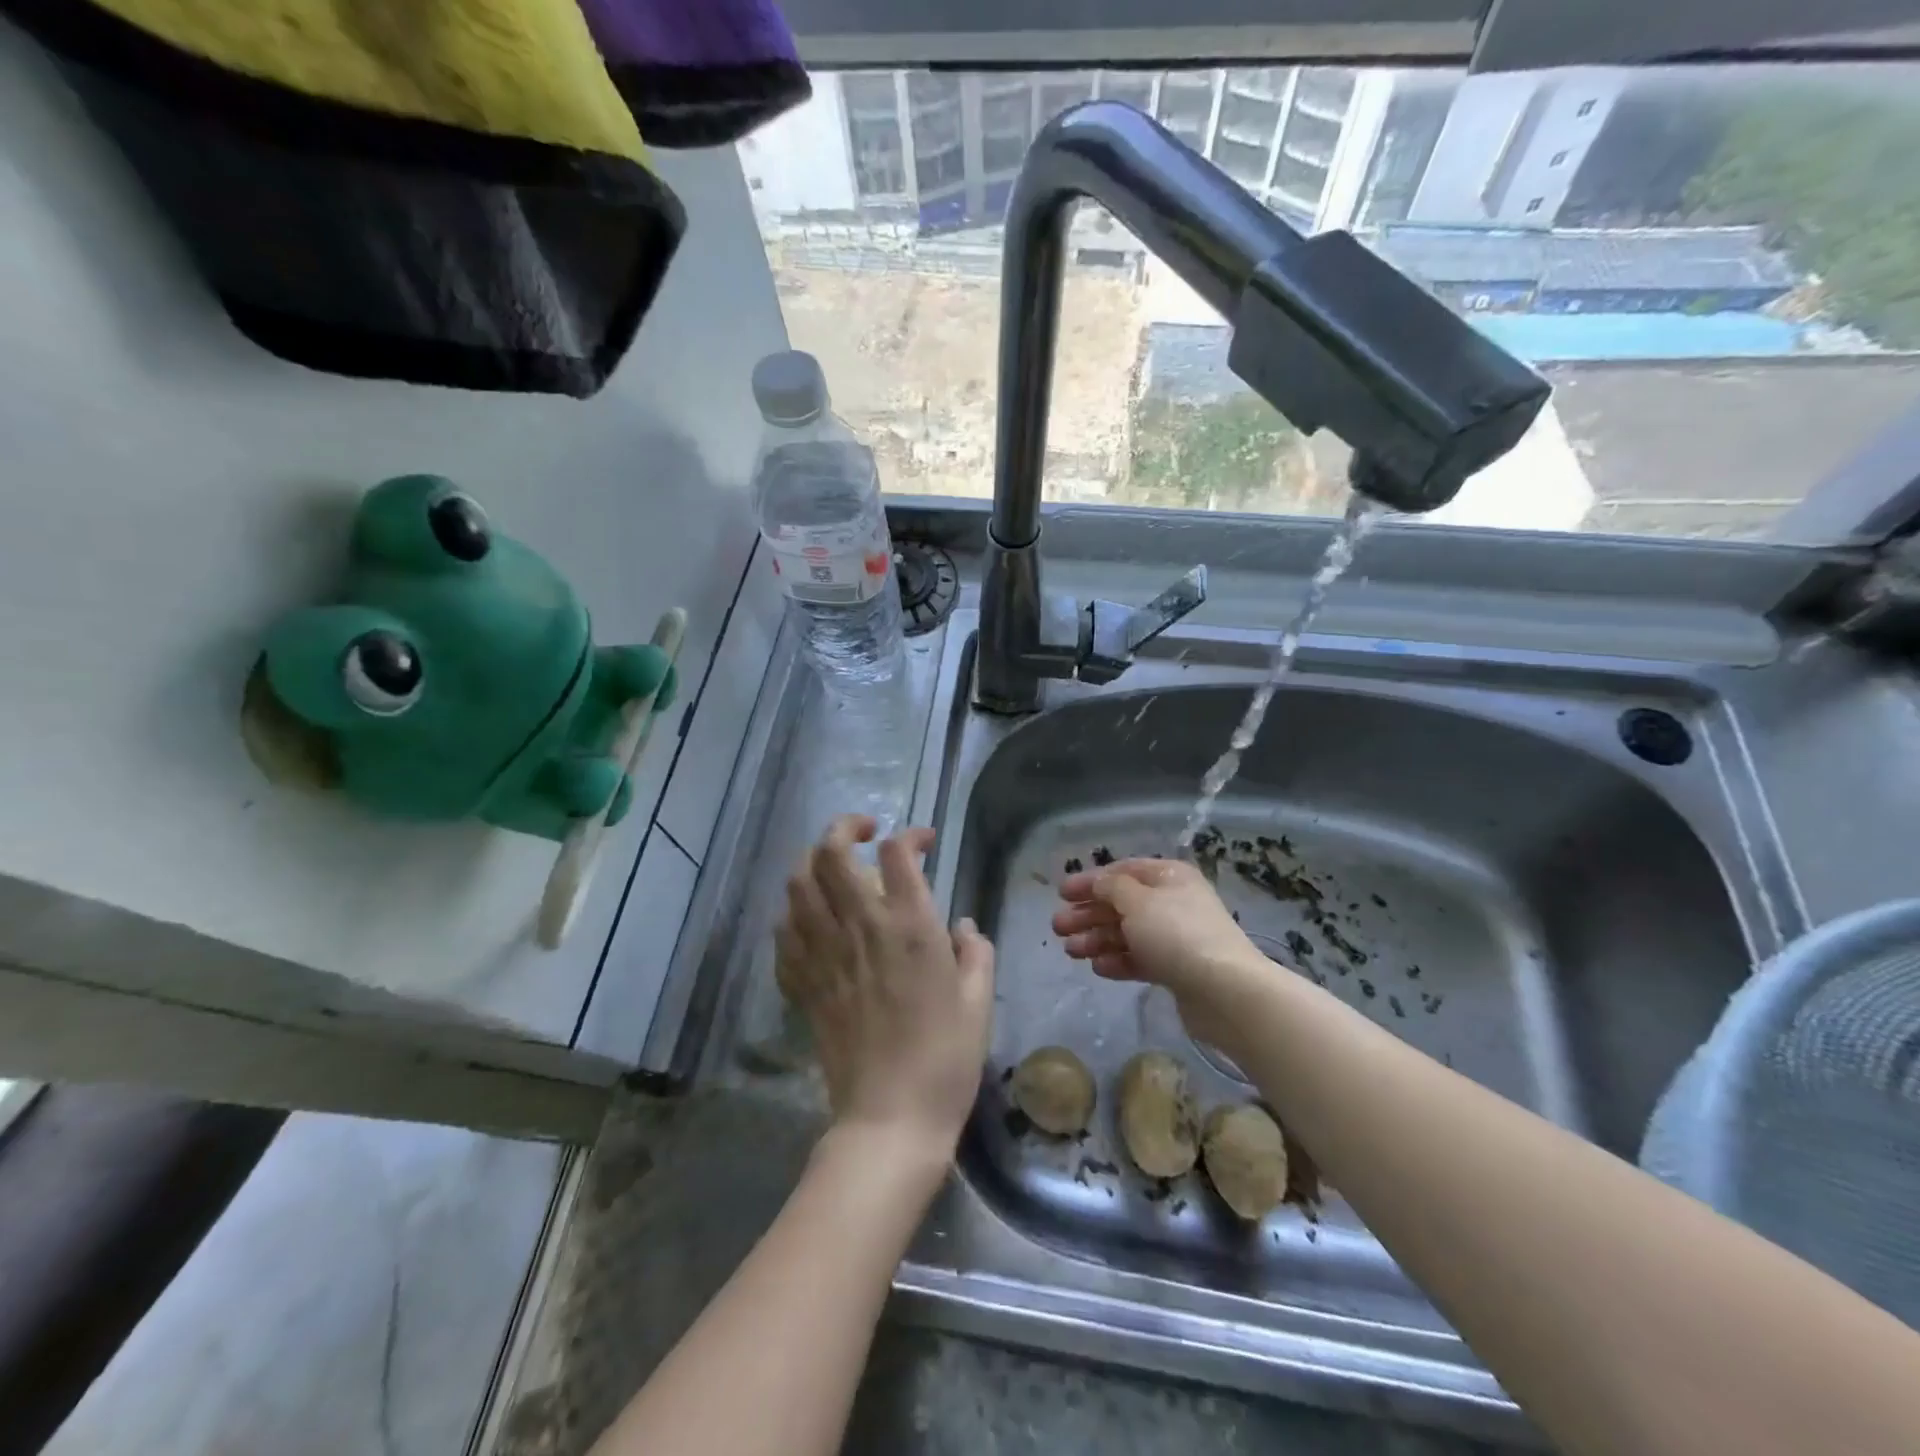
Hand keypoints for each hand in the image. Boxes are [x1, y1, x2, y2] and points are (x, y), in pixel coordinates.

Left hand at [776, 815, 994, 1157]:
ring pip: (799, 884)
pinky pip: (784, 932)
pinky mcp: (804, 984)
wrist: (890, 1118)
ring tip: (832, 866)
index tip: (925, 843)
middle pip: (832, 853)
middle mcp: (861, 928)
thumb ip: (975, 952)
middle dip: (844, 827)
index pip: (897, 853)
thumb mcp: (978, 1001)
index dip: (911, 835)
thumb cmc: (946, 1059)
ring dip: (813, 861)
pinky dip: (794, 911)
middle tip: (864, 831)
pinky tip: (810, 917)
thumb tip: (961, 926)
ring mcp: (825, 955)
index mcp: (910, 928)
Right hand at [1052, 858, 1264, 1042]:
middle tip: (1058, 927)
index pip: (1122, 871)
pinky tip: (1097, 967)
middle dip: (1088, 914)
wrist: (1224, 990)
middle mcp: (1173, 902)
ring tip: (1071, 951)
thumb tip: (1099, 882)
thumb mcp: (1136, 901)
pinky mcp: (1177, 969)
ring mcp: (1176, 937)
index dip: (1090, 881)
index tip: (1061, 893)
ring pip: (1128, 933)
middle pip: (1122, 904)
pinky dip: (1117, 960)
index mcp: (1168, 876)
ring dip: (1097, 939)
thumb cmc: (1176, 934)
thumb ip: (1110, 887)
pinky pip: (1140, 959)